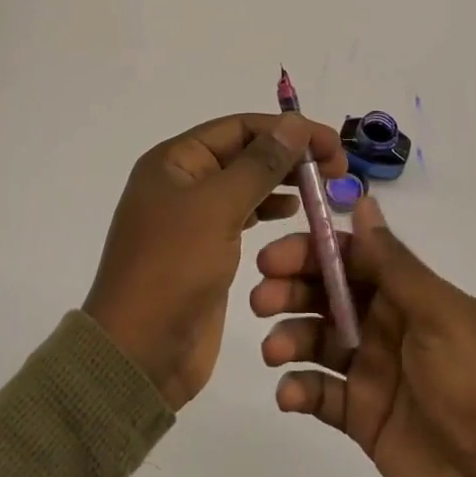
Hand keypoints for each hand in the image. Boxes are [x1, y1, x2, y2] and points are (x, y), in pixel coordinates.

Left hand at [85, 113, 345, 409]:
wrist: (139, 354)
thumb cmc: (173, 269)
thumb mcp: (217, 208)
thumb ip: (259, 164)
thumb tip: (294, 122)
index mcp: (175, 160)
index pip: (239, 127)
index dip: (286, 130)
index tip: (331, 143)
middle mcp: (182, 180)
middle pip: (244, 152)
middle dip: (289, 154)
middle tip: (336, 168)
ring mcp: (193, 217)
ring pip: (246, 184)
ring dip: (283, 181)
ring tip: (322, 188)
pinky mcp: (206, 249)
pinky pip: (243, 215)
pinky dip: (270, 209)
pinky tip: (294, 212)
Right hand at [251, 196, 475, 476]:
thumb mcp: (442, 316)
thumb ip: (396, 264)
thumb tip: (364, 200)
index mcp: (412, 295)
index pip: (353, 257)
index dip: (313, 251)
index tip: (274, 255)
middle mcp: (389, 325)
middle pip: (328, 294)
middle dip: (292, 289)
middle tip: (262, 298)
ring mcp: (374, 372)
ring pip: (317, 339)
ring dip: (289, 336)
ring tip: (275, 350)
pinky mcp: (363, 418)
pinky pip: (320, 393)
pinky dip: (299, 389)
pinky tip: (290, 395)